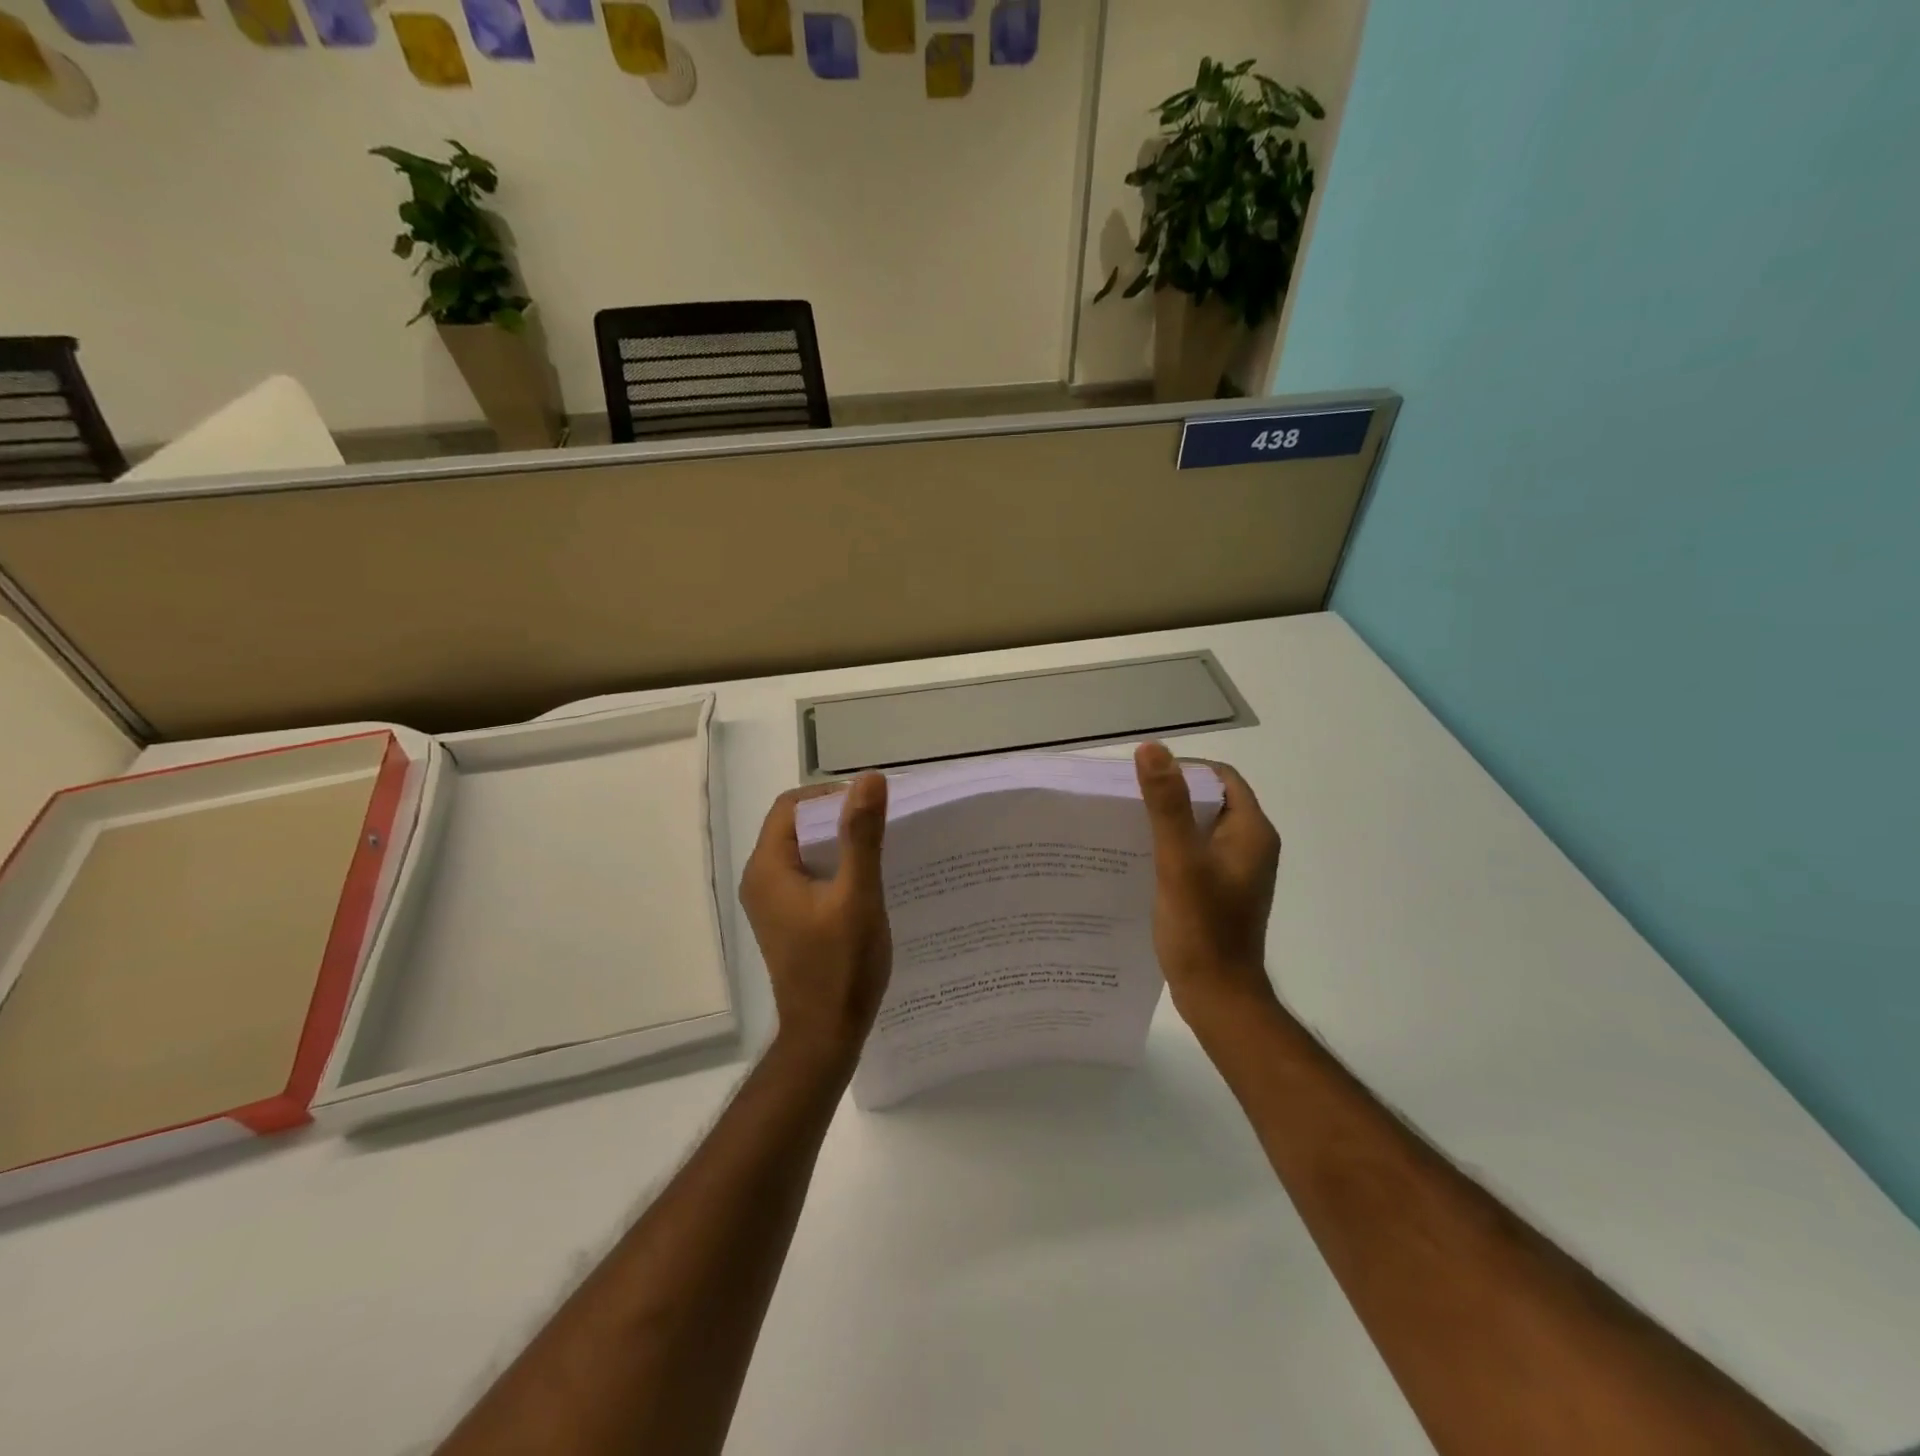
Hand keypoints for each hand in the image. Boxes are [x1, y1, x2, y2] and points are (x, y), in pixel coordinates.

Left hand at [739, 773, 892, 1068]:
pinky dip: (833, 867)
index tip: (871, 805)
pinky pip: (806, 876)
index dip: (830, 795)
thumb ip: (861, 836)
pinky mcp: (786, 919)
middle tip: (881, 825)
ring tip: (879, 849)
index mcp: (768, 868)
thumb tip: (869, 779)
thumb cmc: (841, 966)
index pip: (792, 806)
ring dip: (837, 843)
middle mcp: (760, 879)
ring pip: (803, 851)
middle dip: (837, 818)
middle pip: (795, 826)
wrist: (825, 1035)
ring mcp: (771, 902)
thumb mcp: (858, 896)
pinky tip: (865, 880)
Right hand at [1134, 741, 1282, 1024]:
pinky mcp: (1221, 891)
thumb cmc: (1202, 928)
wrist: (1217, 996)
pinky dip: (1171, 848)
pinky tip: (1140, 859)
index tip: (1143, 777)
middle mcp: (1250, 846)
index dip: (1183, 768)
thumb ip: (1167, 805)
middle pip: (1210, 801)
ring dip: (1168, 822)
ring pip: (1200, 828)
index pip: (1220, 777)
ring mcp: (1236, 871)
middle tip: (1127, 800)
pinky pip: (1195, 854)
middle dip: (1170, 795)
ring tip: (1127, 825)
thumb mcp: (1179, 861)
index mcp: (1251, 832)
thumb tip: (1152, 749)